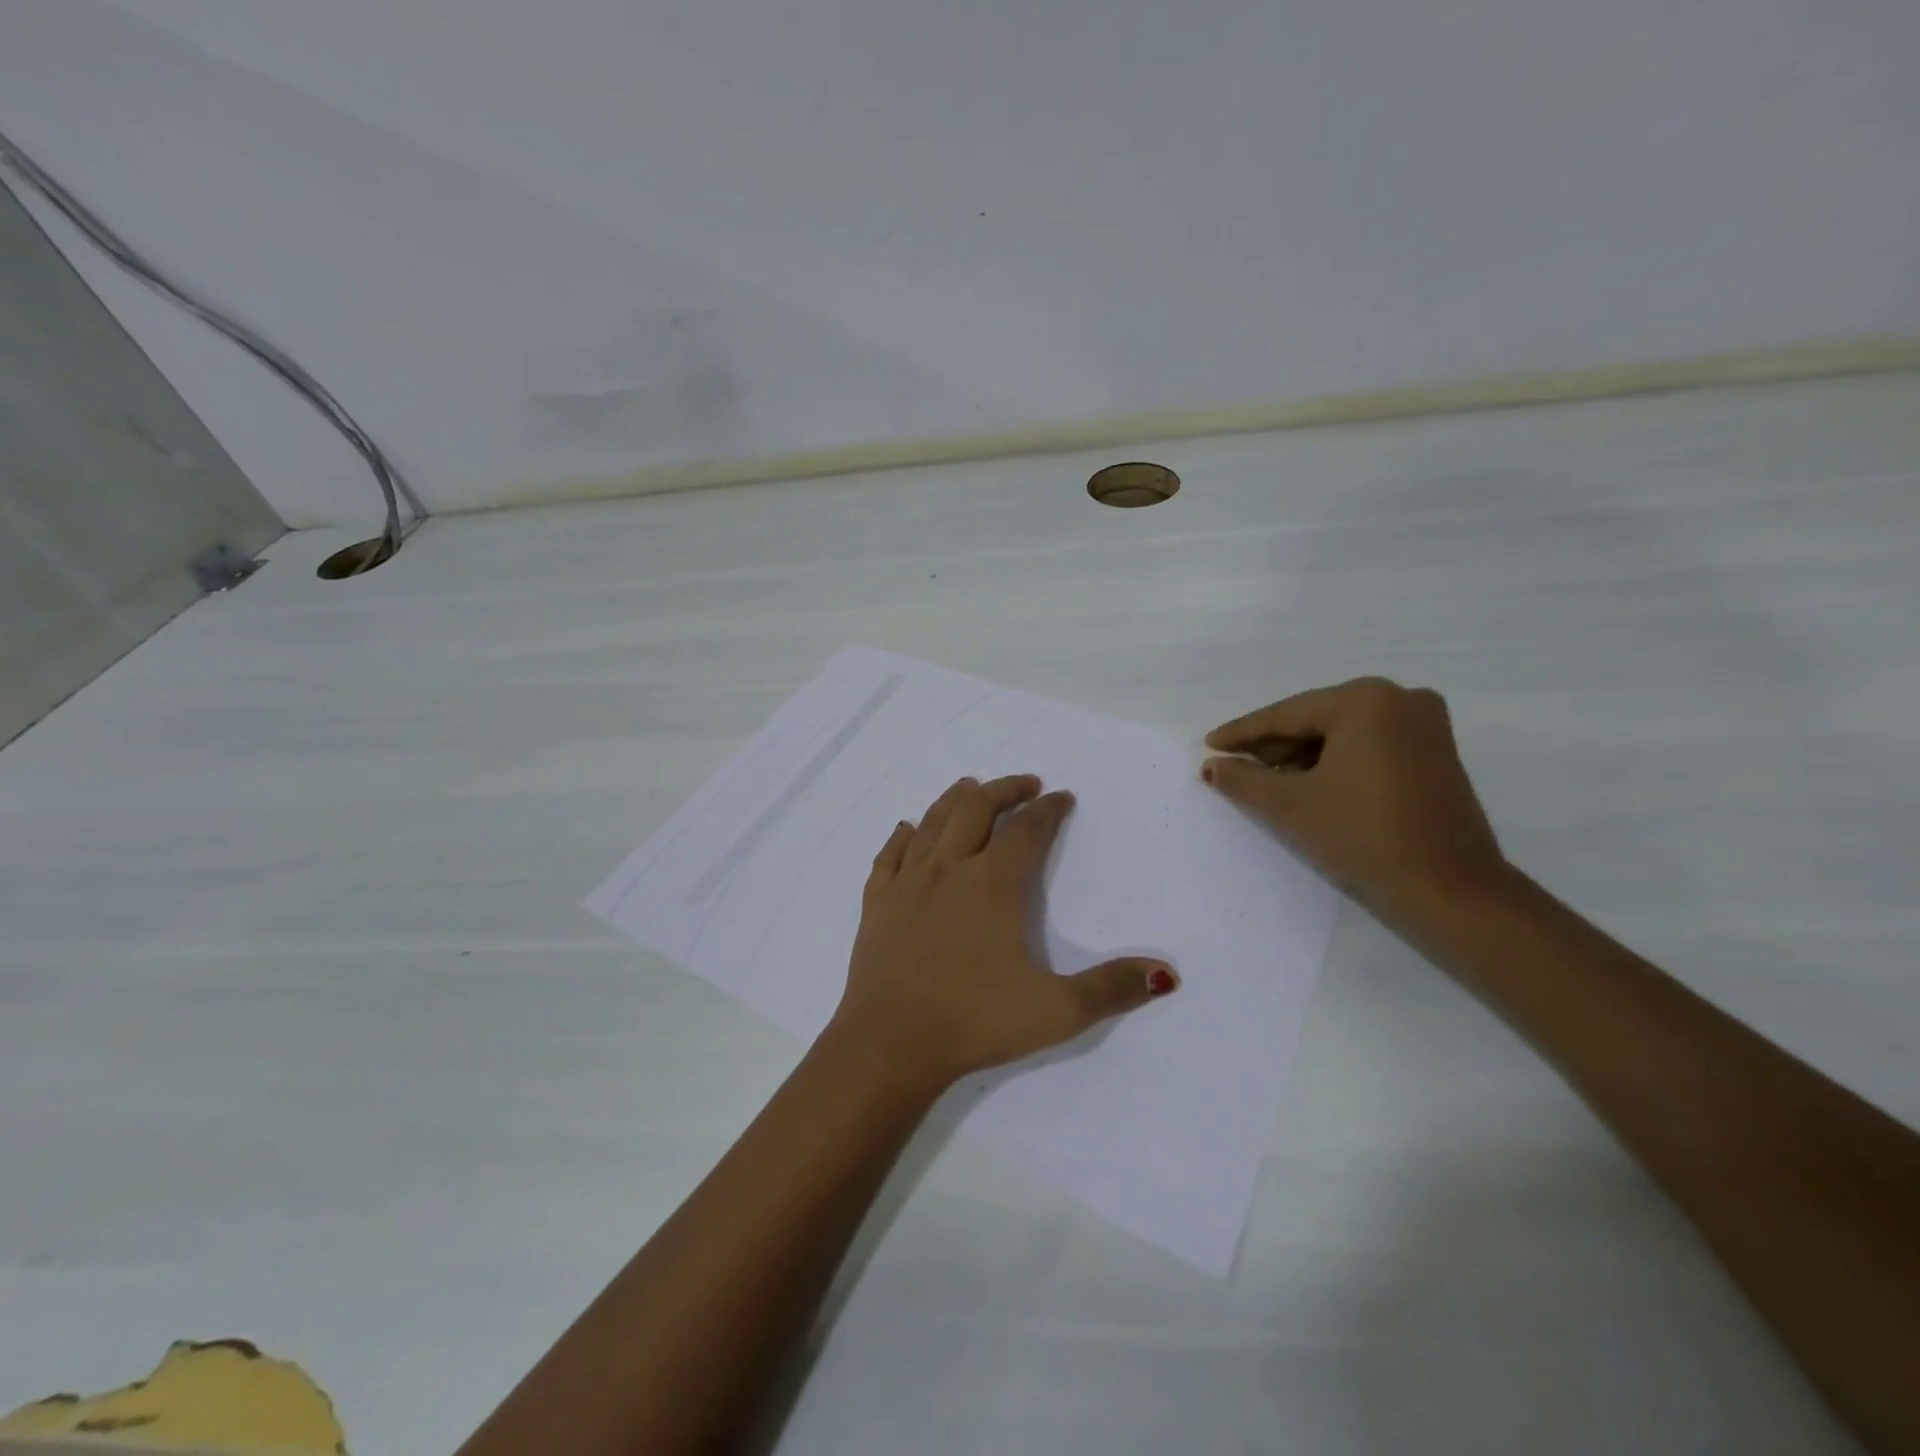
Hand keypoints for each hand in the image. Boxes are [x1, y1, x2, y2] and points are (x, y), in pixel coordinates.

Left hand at [834, 774, 1178, 1087]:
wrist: (888, 1044)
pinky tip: (907, 829)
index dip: (1048, 810)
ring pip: (931, 822)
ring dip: (955, 799)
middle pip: (976, 808)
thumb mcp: (1055, 1011)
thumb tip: (1165, 973)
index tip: (1062, 796)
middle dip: (1005, 789)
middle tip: (1026, 784)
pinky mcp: (876, 904)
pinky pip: (890, 855)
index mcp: (992, 884)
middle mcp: (948, 869)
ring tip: (971, 787)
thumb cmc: (974, 1021)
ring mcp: (906, 883)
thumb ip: (1111, 988)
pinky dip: (903, 836)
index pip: (1026, 831)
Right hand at [1201, 678, 1505, 913]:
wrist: (1449, 890)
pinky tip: (1309, 784)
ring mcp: (1425, 724)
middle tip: (1236, 767)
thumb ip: (1243, 779)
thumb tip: (1211, 766)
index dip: (1242, 733)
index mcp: (1365, 700)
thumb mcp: (1290, 805)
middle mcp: (1400, 699)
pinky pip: (1369, 745)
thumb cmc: (1362, 836)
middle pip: (1317, 720)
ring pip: (1343, 734)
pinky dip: (1336, 762)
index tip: (1209, 744)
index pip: (1287, 715)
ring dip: (1303, 756)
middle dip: (1274, 746)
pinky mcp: (1436, 752)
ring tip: (1267, 782)